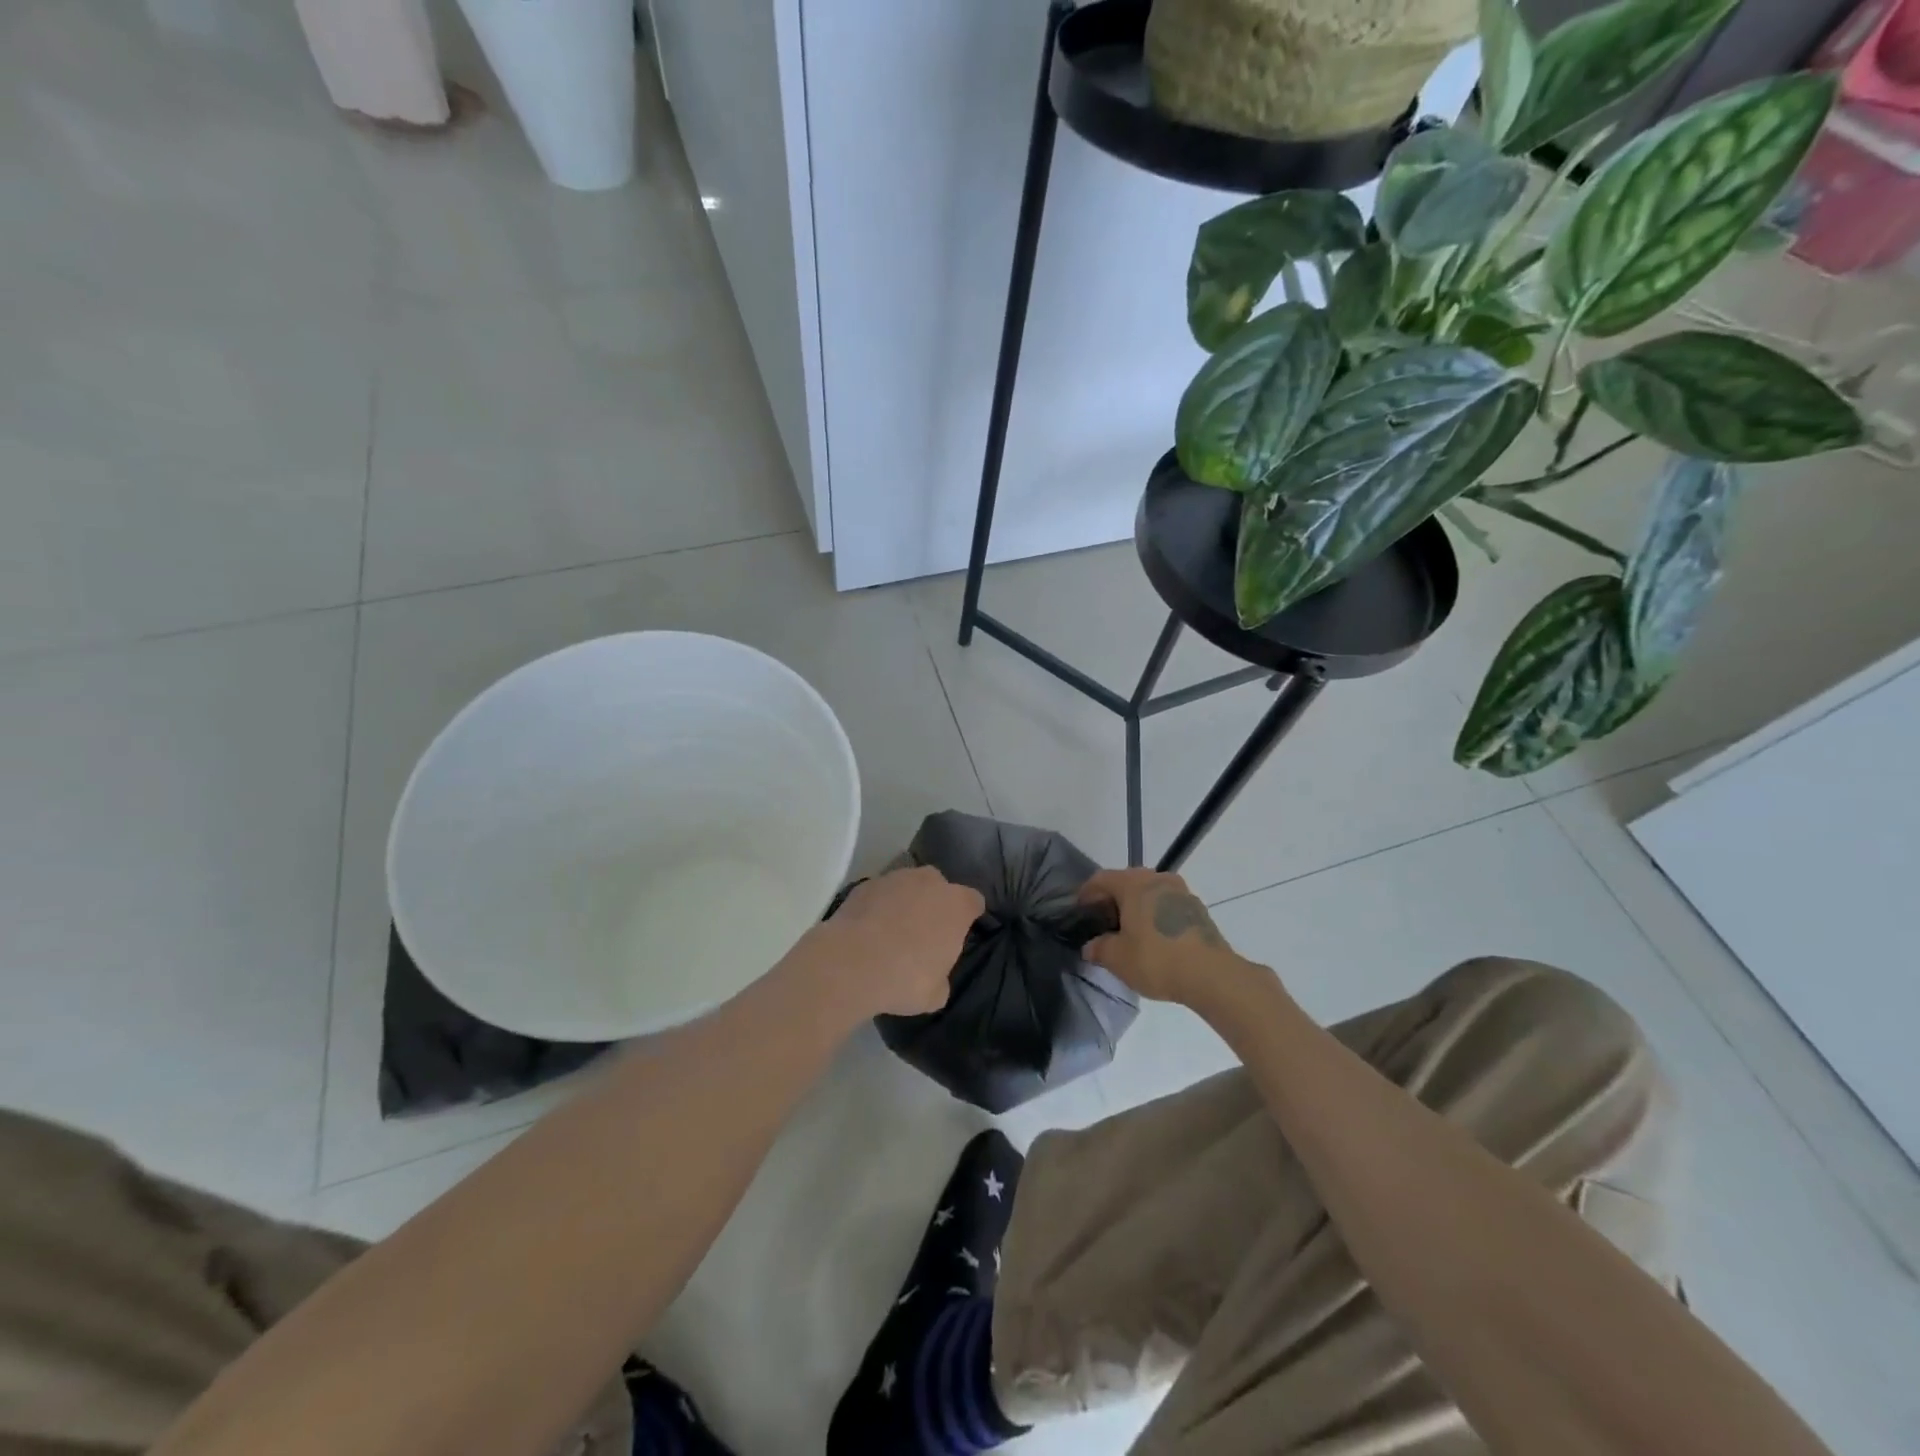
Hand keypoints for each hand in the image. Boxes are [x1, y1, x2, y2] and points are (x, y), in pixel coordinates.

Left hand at [800, 866, 983, 1018]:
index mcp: (956, 905)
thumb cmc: (904, 978)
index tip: (961, 933)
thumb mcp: (935, 994)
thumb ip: (942, 976)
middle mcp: (930, 882)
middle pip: (940, 887)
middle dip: (936, 904)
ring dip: (906, 902)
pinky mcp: (866, 884)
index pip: (974, 902)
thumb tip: (935, 975)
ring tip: (893, 930)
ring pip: (908, 885)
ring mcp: (895, 878)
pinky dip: (879, 906)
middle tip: (925, 932)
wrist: (850, 963)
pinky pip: (880, 893)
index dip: (969, 917)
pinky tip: (869, 929)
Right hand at [1078, 868, 1243, 1003]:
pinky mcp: (1197, 909)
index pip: (1101, 879)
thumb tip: (1090, 946)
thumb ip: (1099, 948)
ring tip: (1129, 931)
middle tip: (1103, 921)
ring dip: (1136, 906)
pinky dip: (1155, 915)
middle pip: (1127, 881)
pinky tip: (1153, 938)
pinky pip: (1167, 905)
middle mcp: (1157, 879)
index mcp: (1134, 884)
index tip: (1080, 910)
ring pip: (1149, 892)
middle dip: (1112, 899)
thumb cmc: (1157, 960)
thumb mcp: (1117, 958)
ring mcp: (1181, 892)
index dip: (1086, 893)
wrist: (1212, 975)